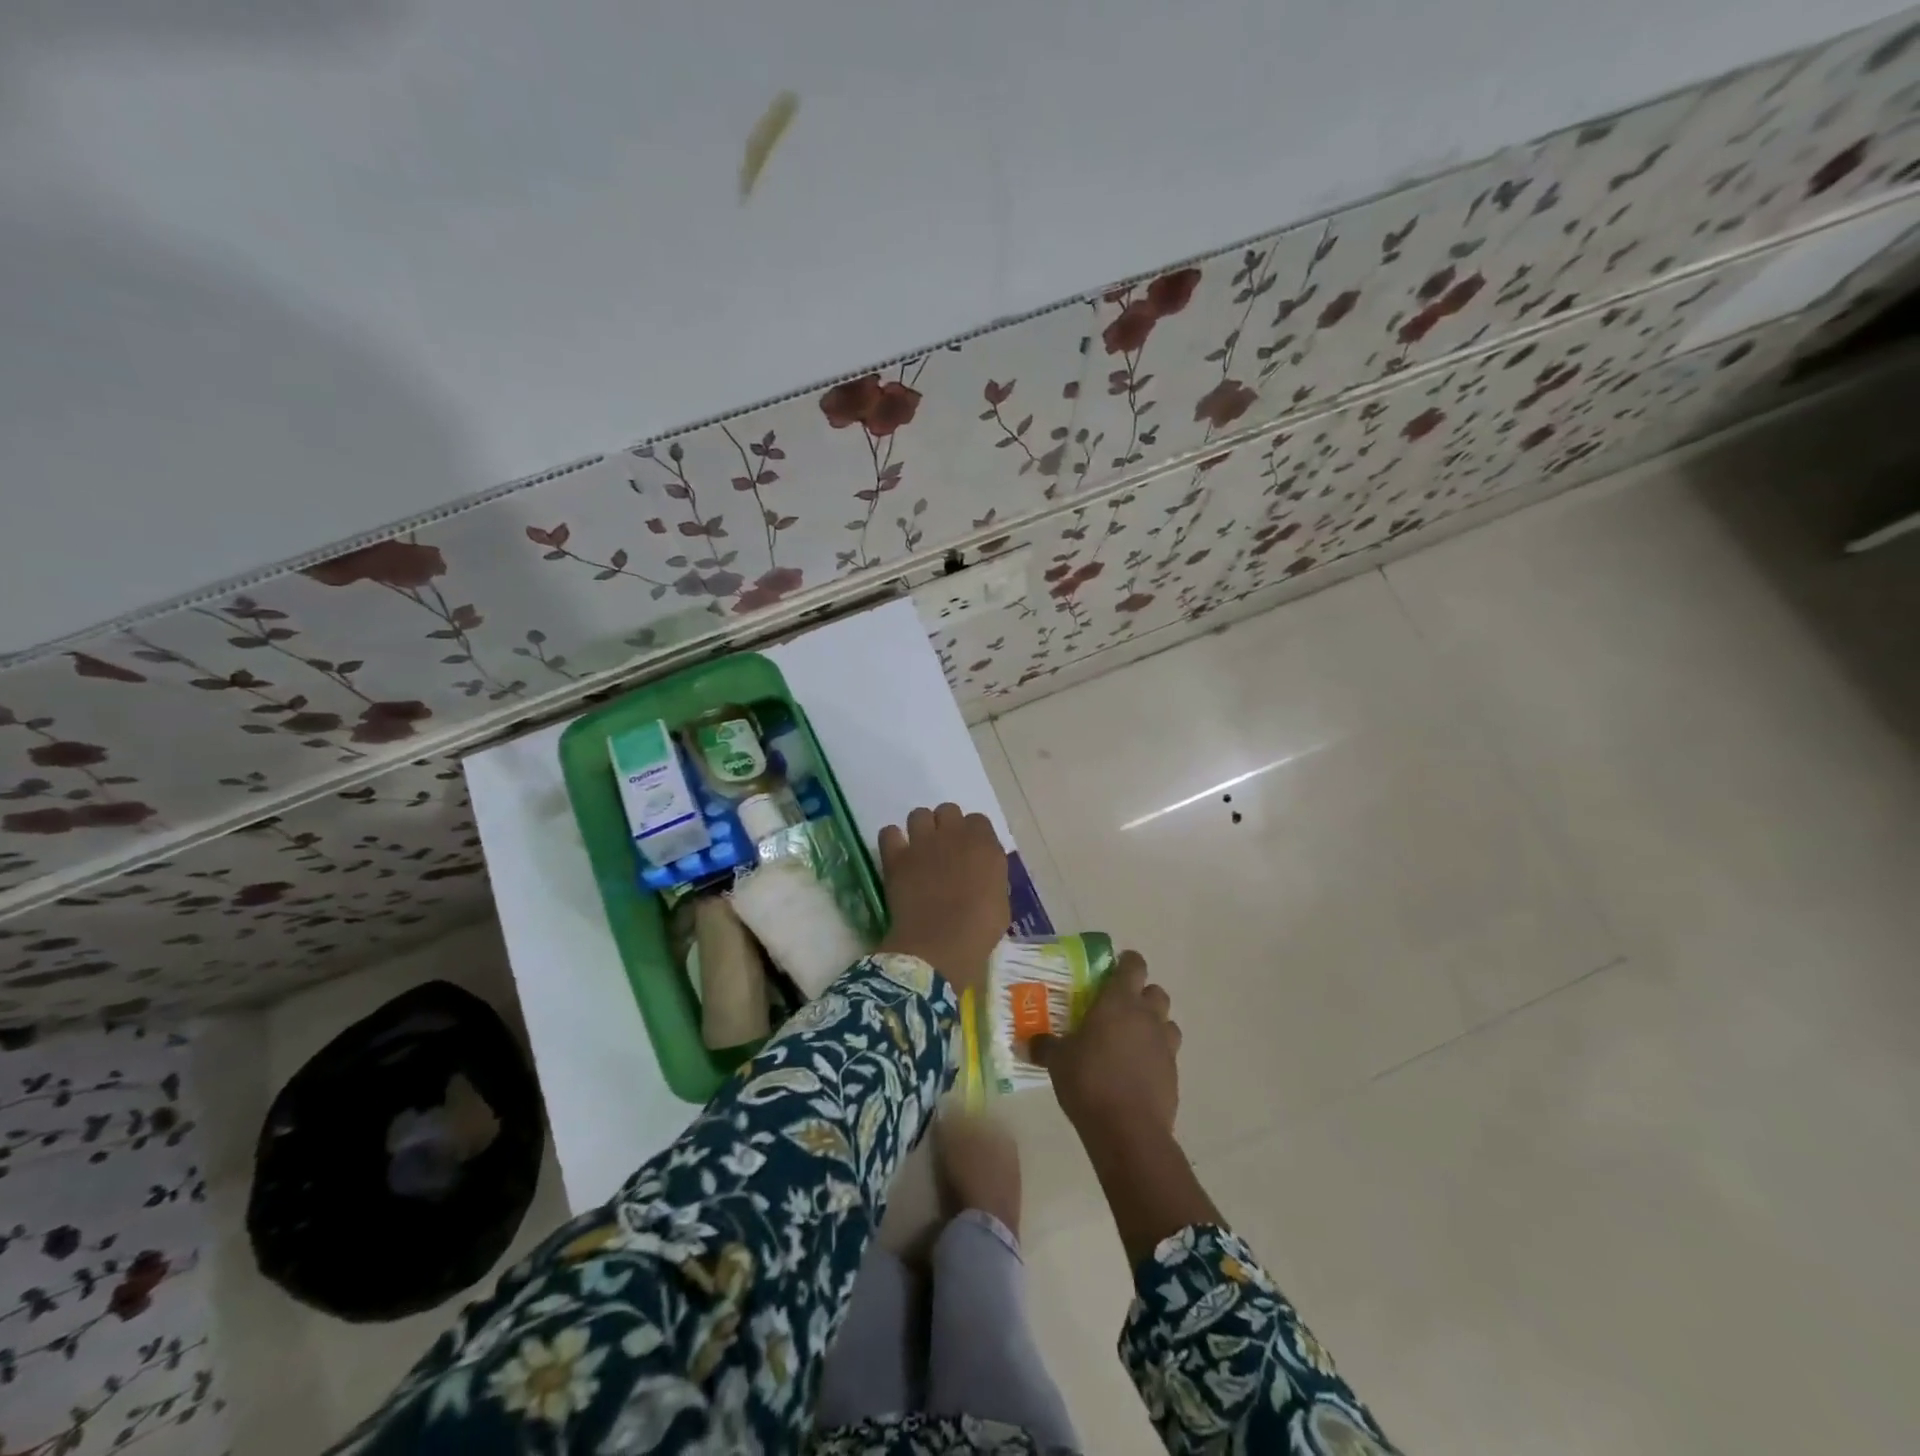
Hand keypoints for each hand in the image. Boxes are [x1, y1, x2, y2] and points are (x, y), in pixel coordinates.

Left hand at [875, 803, 1007, 997]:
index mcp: (985, 845)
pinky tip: (897, 855)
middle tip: (944, 849)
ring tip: (920, 850)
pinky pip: (889, 832)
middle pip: (948, 810)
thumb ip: (992, 877)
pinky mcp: (897, 856)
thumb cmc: (979, 930)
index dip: (973, 835)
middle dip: (946, 825)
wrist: (940, 945)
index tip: (970, 853)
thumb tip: (982, 872)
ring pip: (919, 814)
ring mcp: (923, 843)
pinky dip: (892, 841)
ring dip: (921, 829)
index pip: (978, 821)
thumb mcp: (1001, 902)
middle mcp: (955, 835)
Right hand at [1031, 951, 1180, 1138]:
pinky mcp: (1174, 1073)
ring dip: (1153, 1025)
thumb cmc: (1089, 1081)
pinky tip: (1136, 1070)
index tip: (1112, 969)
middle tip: (1117, 1008)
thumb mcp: (1058, 1061)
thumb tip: (1026, 1042)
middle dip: (1140, 995)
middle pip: (1155, 991)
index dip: (1126, 963)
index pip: (1134, 964)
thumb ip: (1045, 1046)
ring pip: (1167, 1021)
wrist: (1128, 1130)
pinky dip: (1156, 1055)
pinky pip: (1168, 1053)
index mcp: (1120, 1001)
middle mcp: (1147, 1016)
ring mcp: (1165, 1045)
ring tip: (1130, 1039)